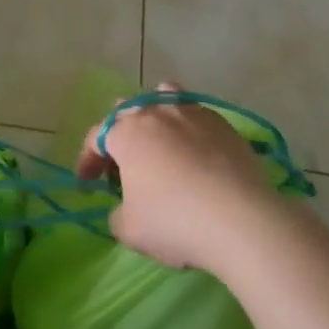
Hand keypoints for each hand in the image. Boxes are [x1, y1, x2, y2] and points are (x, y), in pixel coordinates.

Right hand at [78, 86, 282, 272]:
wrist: (241, 220)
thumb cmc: (175, 222)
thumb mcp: (130, 230)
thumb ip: (118, 214)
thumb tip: (126, 207)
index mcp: (127, 133)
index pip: (96, 137)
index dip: (88, 160)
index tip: (87, 183)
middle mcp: (156, 112)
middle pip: (128, 111)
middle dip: (119, 135)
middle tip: (123, 164)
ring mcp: (191, 112)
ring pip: (163, 97)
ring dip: (154, 115)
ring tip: (158, 138)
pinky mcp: (222, 123)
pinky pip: (195, 115)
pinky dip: (187, 128)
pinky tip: (195, 152)